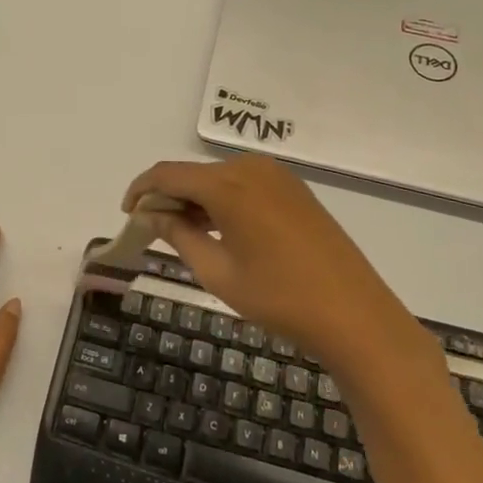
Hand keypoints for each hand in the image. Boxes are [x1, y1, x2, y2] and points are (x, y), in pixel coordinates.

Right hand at [122, 156, 423, 362]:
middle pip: (193, 174)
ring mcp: (277, 176)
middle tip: (153, 231)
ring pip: (219, 179)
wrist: (355, 314)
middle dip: (168, 197)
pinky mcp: (295, 190)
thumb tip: (152, 214)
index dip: (141, 190)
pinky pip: (244, 185)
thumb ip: (178, 235)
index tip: (128, 214)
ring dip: (196, 199)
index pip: (167, 174)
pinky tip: (221, 230)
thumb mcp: (217, 271)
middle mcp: (250, 168)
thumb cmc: (278, 297)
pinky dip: (223, 201)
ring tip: (184, 234)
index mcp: (228, 184)